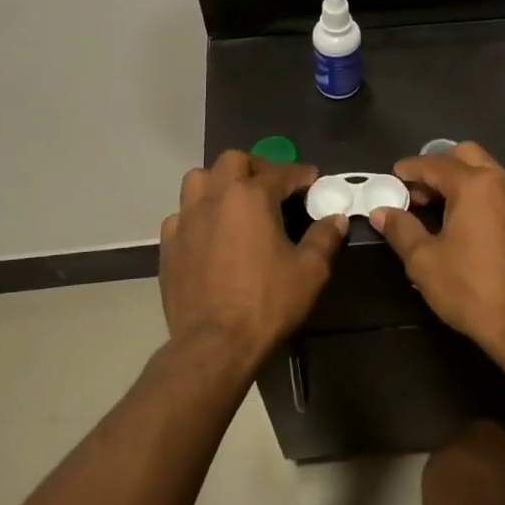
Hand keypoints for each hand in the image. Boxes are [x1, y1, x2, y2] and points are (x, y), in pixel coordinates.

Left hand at [159, 151, 346, 365]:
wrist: (215, 343)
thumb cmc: (267, 303)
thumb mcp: (310, 272)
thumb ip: (324, 238)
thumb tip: (336, 219)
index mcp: (250, 197)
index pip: (280, 172)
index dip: (300, 174)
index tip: (313, 179)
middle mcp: (214, 198)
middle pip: (232, 161)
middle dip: (256, 167)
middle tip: (272, 186)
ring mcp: (185, 220)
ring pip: (198, 180)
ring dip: (219, 183)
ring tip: (235, 202)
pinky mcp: (168, 245)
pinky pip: (181, 215)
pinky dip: (197, 216)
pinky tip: (209, 234)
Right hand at [368, 142, 504, 357]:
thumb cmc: (471, 290)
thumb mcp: (424, 262)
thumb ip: (401, 229)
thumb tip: (381, 212)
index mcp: (475, 186)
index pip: (435, 164)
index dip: (410, 168)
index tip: (395, 176)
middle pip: (469, 156)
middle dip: (441, 166)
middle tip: (422, 192)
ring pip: (494, 176)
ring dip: (469, 183)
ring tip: (450, 211)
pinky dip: (492, 204)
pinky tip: (482, 231)